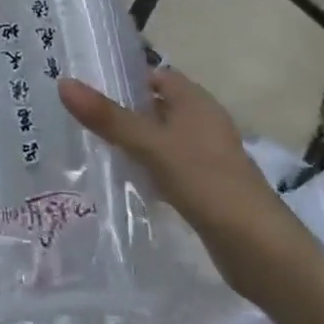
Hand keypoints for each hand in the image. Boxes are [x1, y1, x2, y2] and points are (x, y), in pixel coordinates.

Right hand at [59, 68, 308, 298]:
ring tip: (89, 143)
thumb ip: (108, 117)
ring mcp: (205, 156)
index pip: (155, 75)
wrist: (259, 249)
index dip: (123, 76)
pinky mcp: (204, 186)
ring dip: (132, 140)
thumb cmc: (206, 182)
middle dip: (122, 109)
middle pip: (155, 106)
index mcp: (195, 101)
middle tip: (77, 113)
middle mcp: (202, 122)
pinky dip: (146, 167)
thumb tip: (64, 83)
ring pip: (159, 137)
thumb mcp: (151, 145)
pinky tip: (123, 179)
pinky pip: (166, 166)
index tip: (85, 82)